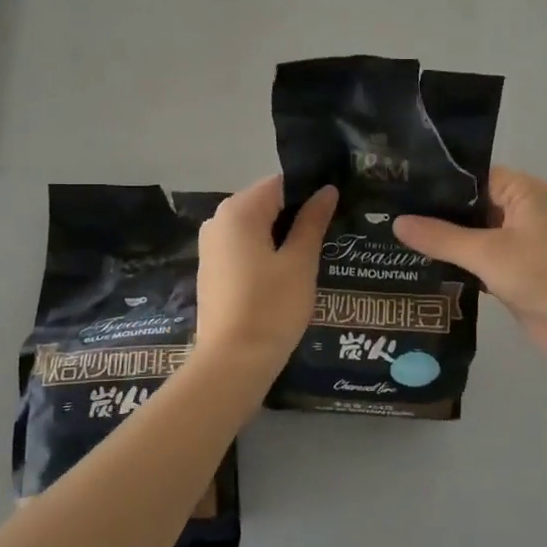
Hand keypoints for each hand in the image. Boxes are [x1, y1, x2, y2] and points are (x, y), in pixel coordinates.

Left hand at [194, 176, 337, 376]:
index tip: (335, 212)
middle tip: (330, 237)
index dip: (310, 194)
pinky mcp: (212, 270)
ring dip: (282, 238)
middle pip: (266, 204)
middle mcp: (218, 220)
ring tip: (313, 257)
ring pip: (255, 228)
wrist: (232, 362)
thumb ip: (312, 221)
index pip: (281, 184)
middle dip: (296, 217)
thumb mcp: (300, 262)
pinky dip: (265, 254)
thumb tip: (326, 190)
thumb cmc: (272, 307)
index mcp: (239, 211)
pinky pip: (244, 248)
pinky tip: (286, 276)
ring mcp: (211, 246)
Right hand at [394, 167, 546, 367]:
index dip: (434, 181)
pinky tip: (416, 265)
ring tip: (389, 237)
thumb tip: (397, 222)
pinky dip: (452, 263)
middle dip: (431, 212)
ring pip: (468, 234)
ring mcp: (512, 242)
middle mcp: (516, 210)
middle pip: (466, 205)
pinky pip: (473, 260)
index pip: (469, 175)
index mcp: (519, 191)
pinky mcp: (508, 270)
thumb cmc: (543, 275)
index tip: (395, 186)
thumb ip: (441, 237)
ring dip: (439, 240)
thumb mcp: (487, 252)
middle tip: (382, 214)